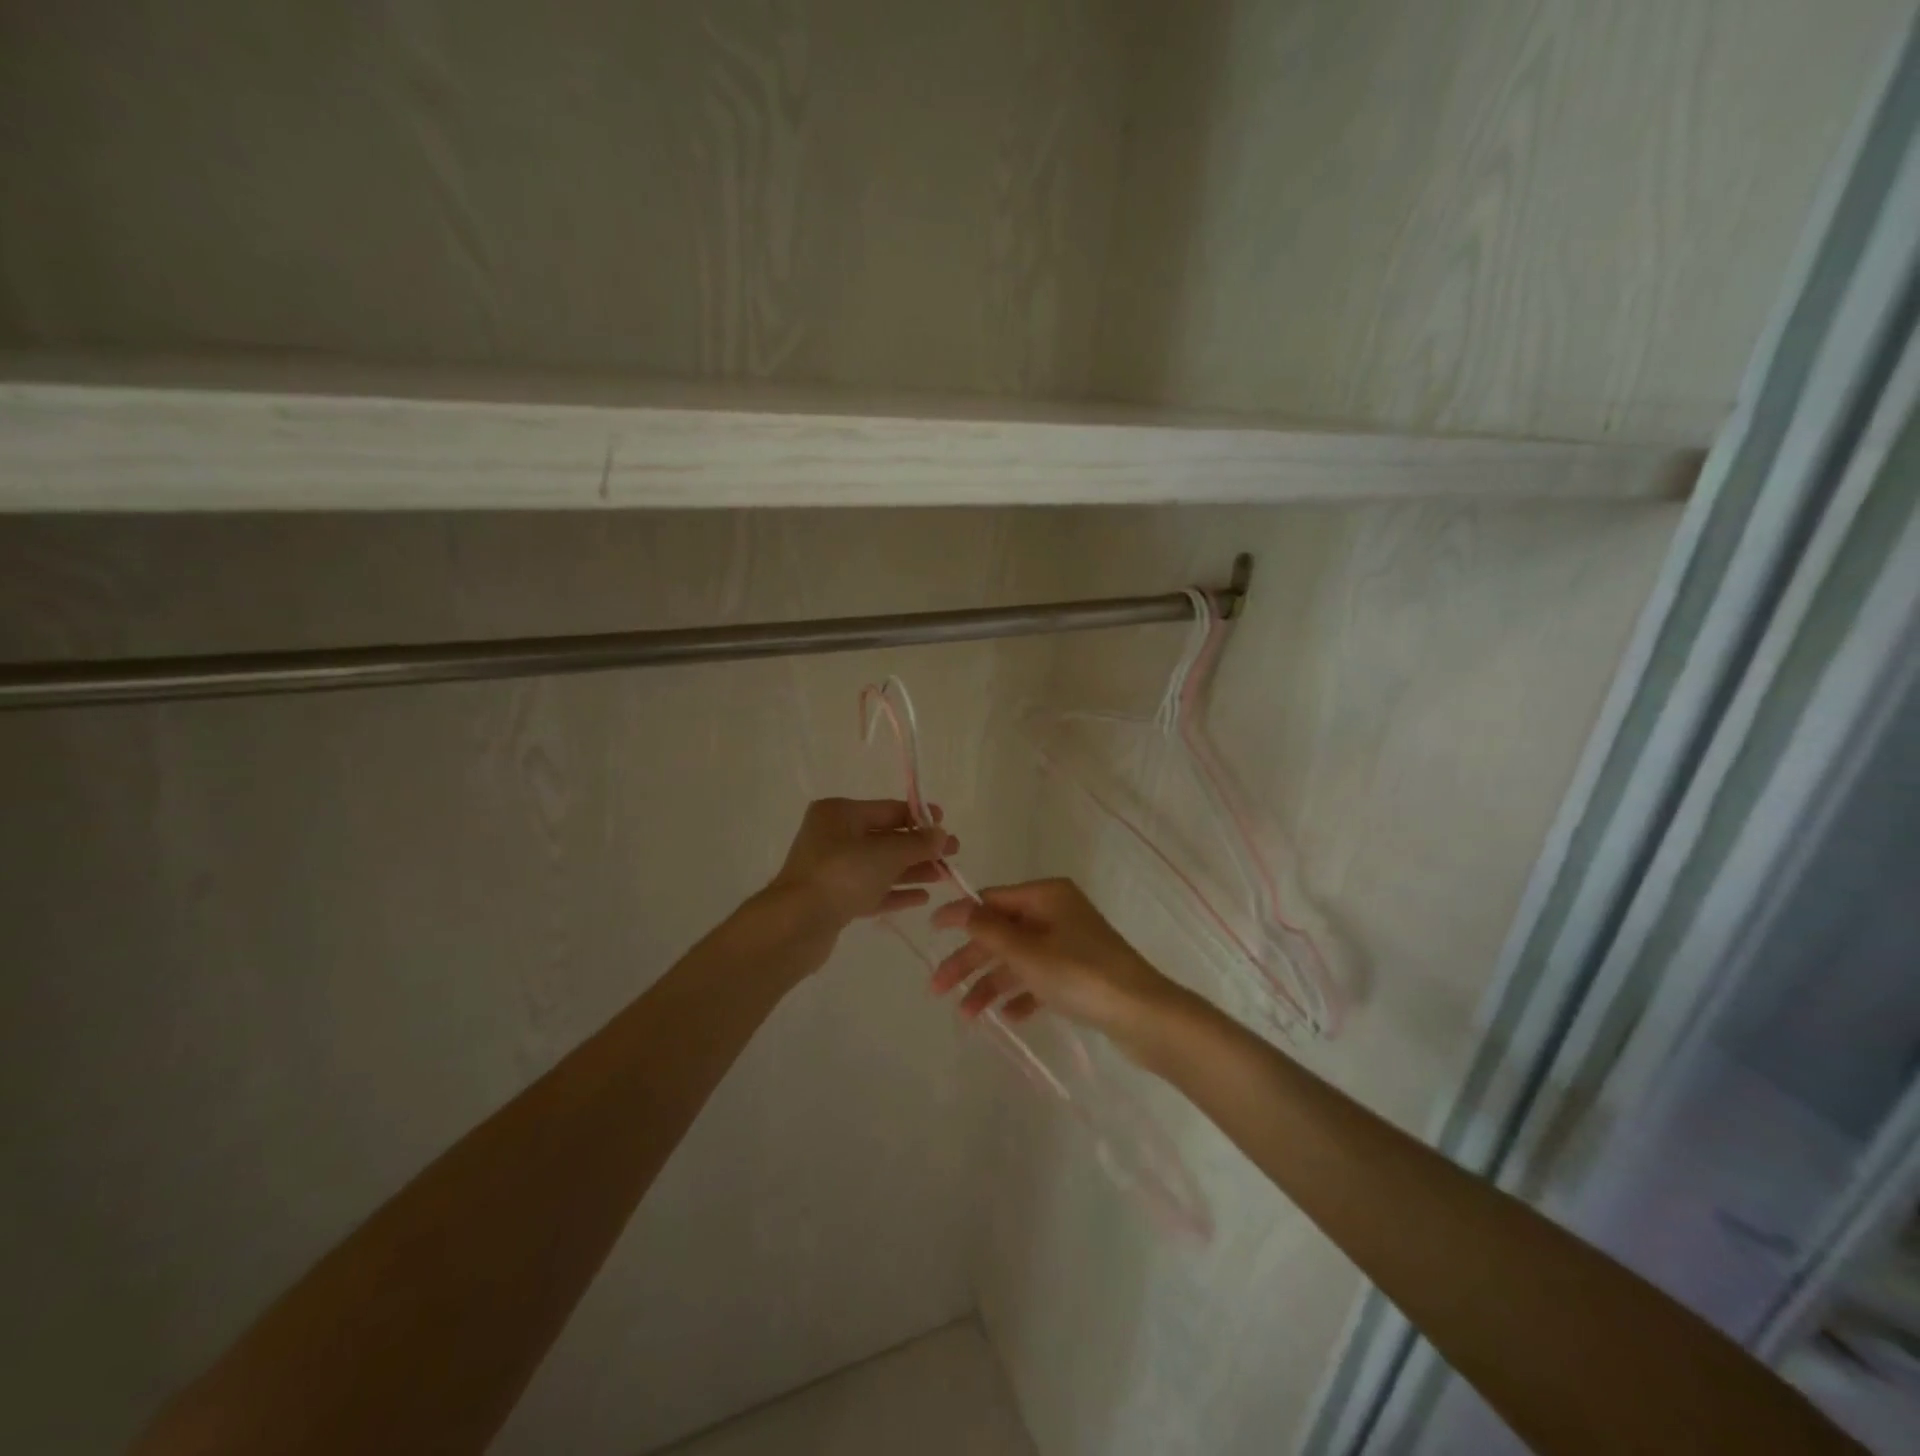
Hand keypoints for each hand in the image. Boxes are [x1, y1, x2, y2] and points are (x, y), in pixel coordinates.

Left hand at [767, 798, 956, 934]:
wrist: (796, 924)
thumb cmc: (840, 875)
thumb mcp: (885, 854)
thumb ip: (917, 843)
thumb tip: (941, 834)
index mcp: (839, 814)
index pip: (888, 810)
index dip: (919, 817)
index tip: (946, 825)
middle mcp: (834, 836)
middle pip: (886, 838)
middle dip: (920, 847)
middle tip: (953, 854)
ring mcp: (833, 869)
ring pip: (880, 866)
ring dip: (912, 870)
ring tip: (944, 877)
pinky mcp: (834, 899)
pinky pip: (872, 890)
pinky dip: (896, 892)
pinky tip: (922, 897)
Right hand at [928, 878, 1182, 1049]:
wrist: (1143, 1015)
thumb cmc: (1080, 975)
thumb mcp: (1026, 952)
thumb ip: (988, 930)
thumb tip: (959, 907)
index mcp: (1046, 895)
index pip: (992, 900)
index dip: (960, 916)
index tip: (930, 931)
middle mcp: (1057, 913)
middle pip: (1002, 933)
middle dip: (970, 960)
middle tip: (937, 989)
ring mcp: (1070, 943)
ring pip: (1018, 959)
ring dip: (991, 984)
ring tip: (968, 1016)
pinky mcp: (1080, 972)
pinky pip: (1040, 978)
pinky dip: (1021, 994)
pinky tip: (1008, 1017)